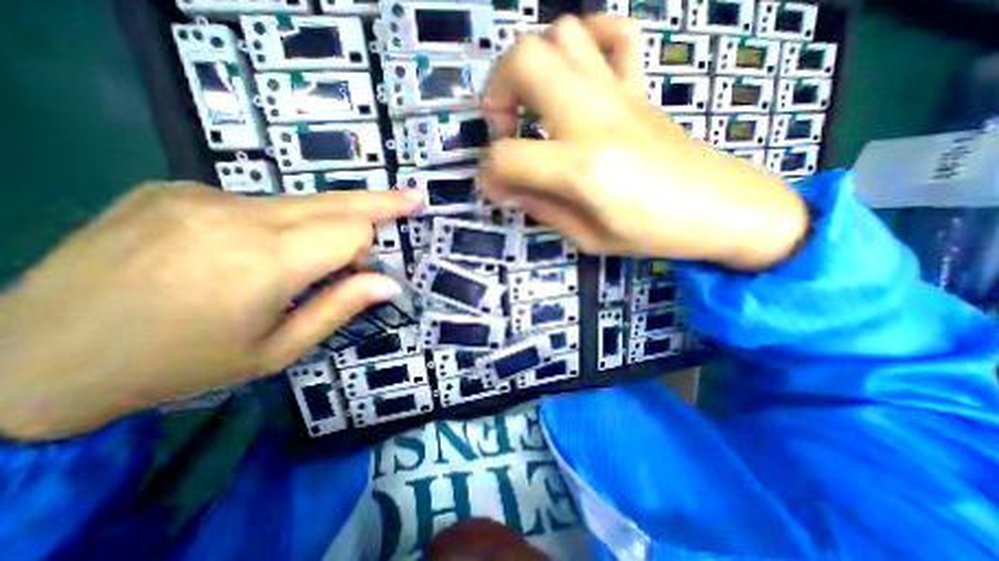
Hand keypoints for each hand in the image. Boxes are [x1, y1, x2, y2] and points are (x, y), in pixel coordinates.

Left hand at [0, 185, 423, 438]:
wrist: (27, 358)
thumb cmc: (180, 365)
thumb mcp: (277, 350)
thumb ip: (341, 308)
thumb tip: (390, 283)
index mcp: (264, 261)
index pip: (351, 230)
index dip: (366, 249)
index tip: (364, 273)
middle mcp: (236, 214)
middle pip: (336, 200)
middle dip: (381, 201)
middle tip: (414, 196)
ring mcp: (201, 194)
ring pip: (301, 201)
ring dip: (326, 222)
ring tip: (323, 251)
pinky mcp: (175, 188)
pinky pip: (260, 203)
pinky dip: (281, 223)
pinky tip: (253, 251)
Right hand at [472, 15, 804, 268]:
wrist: (722, 208)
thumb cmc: (653, 233)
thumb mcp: (588, 237)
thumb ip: (541, 209)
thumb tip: (506, 189)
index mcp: (582, 167)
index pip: (507, 157)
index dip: (488, 174)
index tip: (493, 189)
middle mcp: (594, 117)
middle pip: (524, 60)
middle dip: (496, 93)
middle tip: (504, 131)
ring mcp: (620, 94)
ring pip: (560, 34)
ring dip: (531, 66)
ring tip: (533, 107)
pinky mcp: (640, 88)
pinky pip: (614, 33)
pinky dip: (586, 40)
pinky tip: (576, 75)